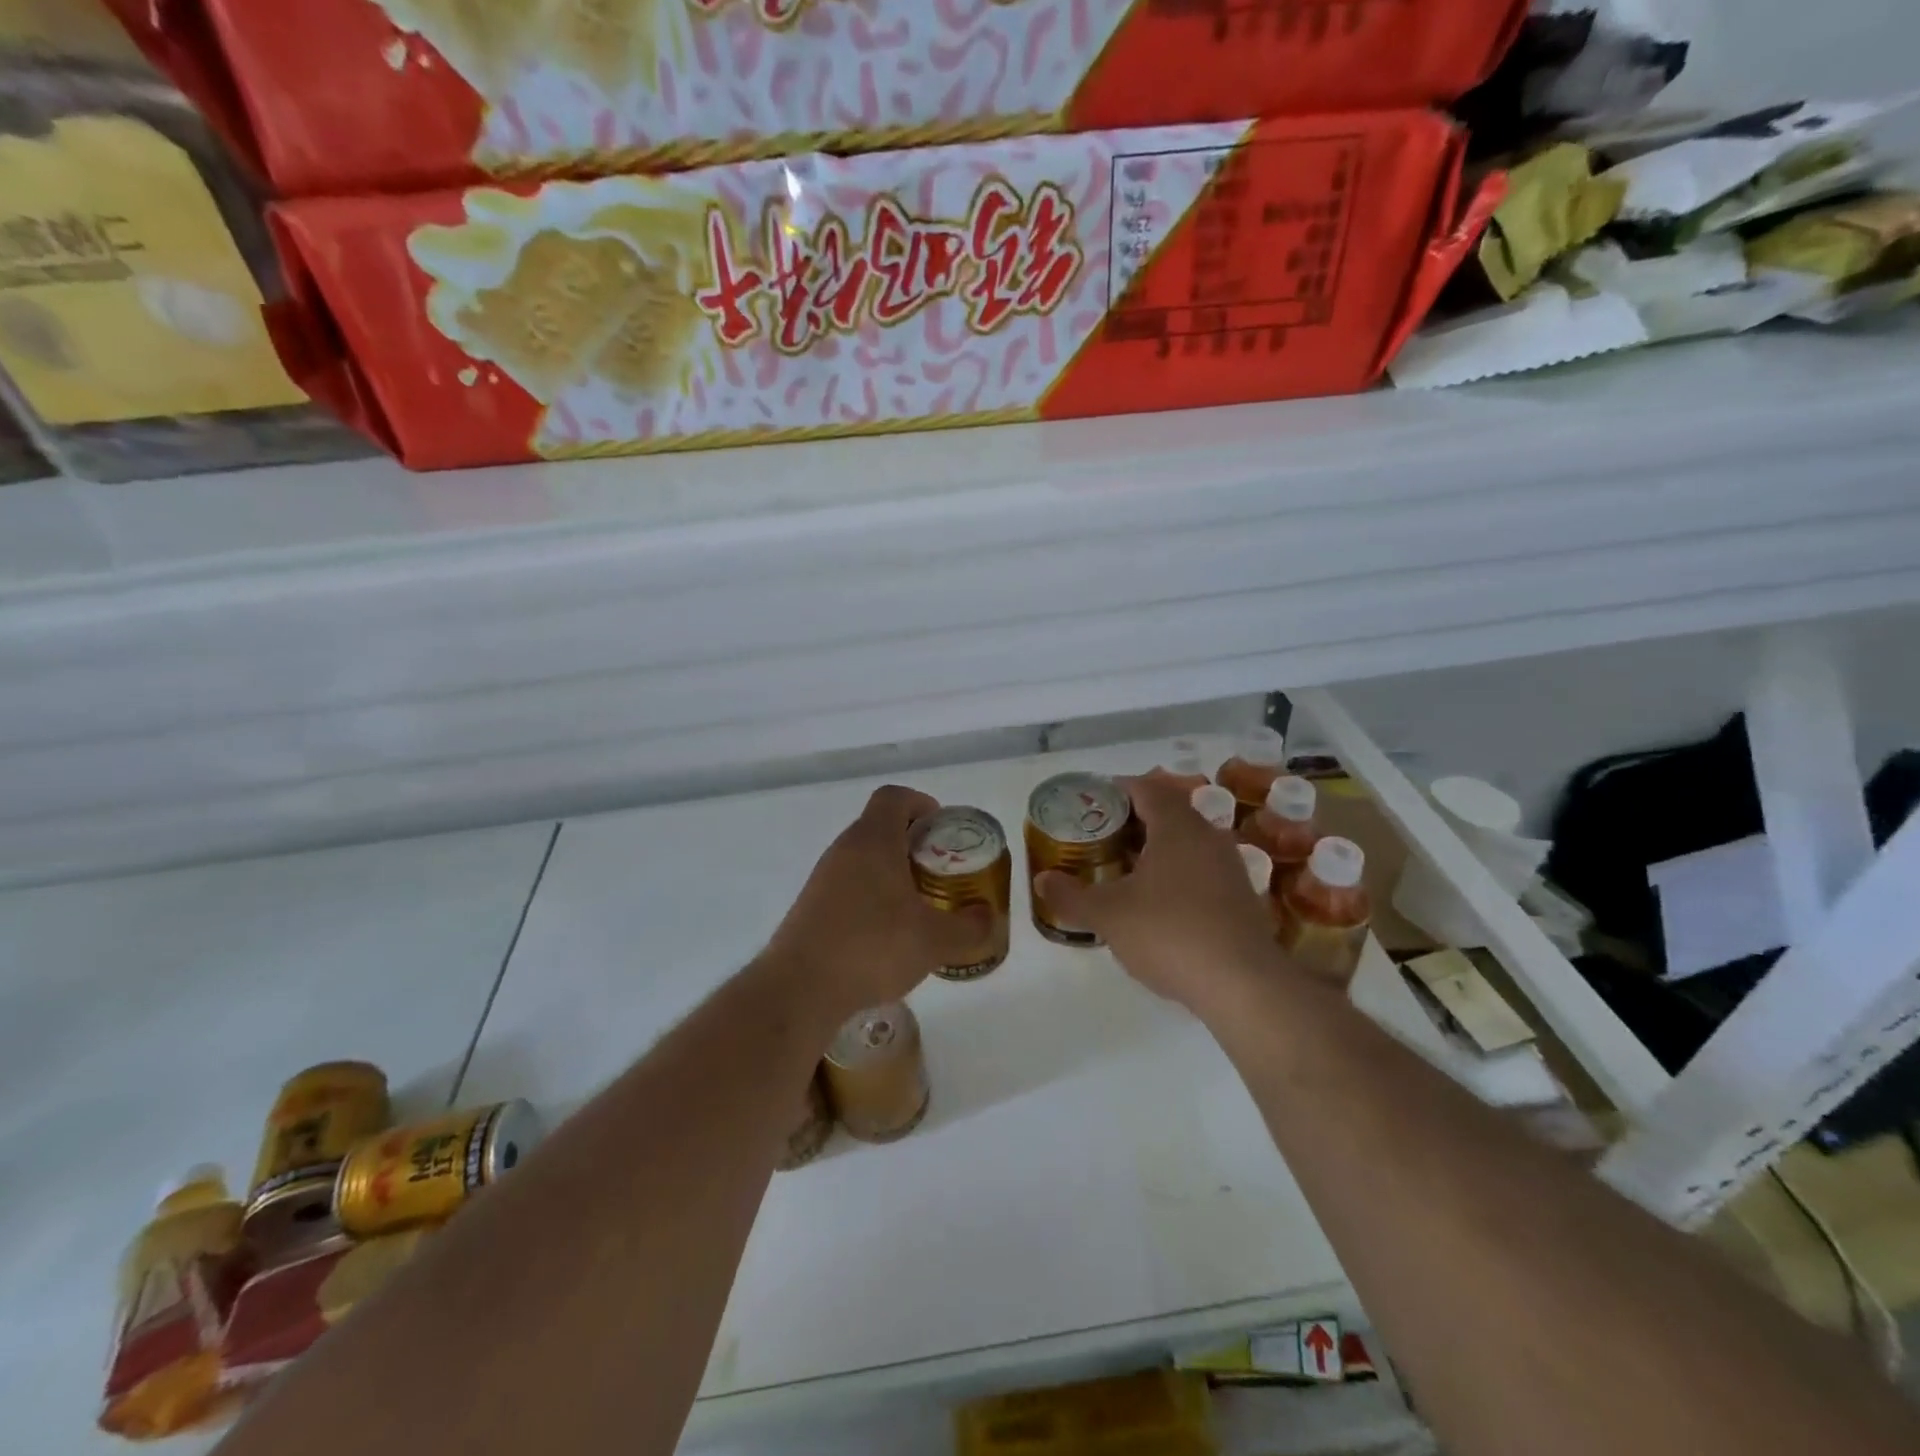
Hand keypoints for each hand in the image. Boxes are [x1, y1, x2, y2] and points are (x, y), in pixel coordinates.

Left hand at [765, 785, 989, 1020]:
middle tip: (939, 870)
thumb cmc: (872, 948)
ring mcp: (823, 877)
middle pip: (880, 826)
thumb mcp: (935, 940)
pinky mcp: (811, 905)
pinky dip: (870, 894)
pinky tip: (886, 932)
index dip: (920, 803)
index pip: (894, 797)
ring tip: (917, 904)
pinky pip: (848, 884)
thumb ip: (969, 926)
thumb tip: (988, 917)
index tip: (941, 829)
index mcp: (873, 840)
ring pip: (863, 857)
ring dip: (891, 870)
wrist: (800, 988)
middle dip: (912, 842)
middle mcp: (844, 849)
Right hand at [1036, 775, 1278, 1016]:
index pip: (1147, 788)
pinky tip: (1157, 902)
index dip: (1117, 789)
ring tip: (1124, 868)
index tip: (1092, 802)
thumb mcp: (1108, 915)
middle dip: (1133, 820)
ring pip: (1187, 843)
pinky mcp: (1241, 898)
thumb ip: (1071, 896)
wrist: (1242, 985)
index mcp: (1177, 827)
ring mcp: (1229, 867)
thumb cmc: (1169, 933)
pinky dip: (1176, 874)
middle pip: (1168, 813)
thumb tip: (1042, 880)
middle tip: (1101, 836)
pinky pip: (1201, 870)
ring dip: (1156, 848)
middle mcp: (1208, 836)